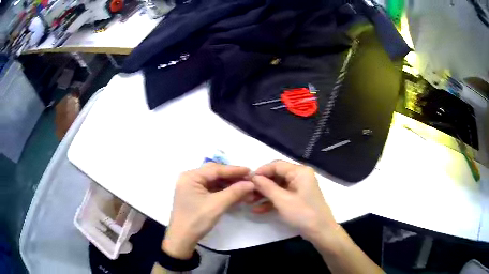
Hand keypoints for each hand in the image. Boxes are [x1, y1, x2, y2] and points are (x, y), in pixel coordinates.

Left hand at [162, 163, 253, 258]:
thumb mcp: (217, 205)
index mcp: (191, 177)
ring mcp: (192, 187)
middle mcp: (190, 178)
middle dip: (232, 177)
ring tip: (245, 188)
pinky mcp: (195, 196)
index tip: (250, 171)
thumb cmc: (196, 220)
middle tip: (248, 179)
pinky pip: (211, 190)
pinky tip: (235, 194)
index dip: (234, 170)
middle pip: (214, 174)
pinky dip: (223, 192)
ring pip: (214, 182)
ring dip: (229, 185)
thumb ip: (234, 192)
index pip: (215, 169)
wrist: (182, 239)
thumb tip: (251, 183)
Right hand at [251, 160, 338, 241]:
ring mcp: (299, 188)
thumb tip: (253, 177)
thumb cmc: (303, 213)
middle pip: (276, 176)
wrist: (320, 231)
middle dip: (261, 185)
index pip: (276, 165)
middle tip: (246, 192)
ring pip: (278, 187)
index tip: (247, 180)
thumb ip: (266, 187)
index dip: (261, 171)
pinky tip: (258, 210)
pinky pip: (282, 195)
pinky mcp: (297, 198)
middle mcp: (300, 176)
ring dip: (264, 194)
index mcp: (299, 172)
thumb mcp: (282, 200)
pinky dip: (271, 201)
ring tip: (249, 201)